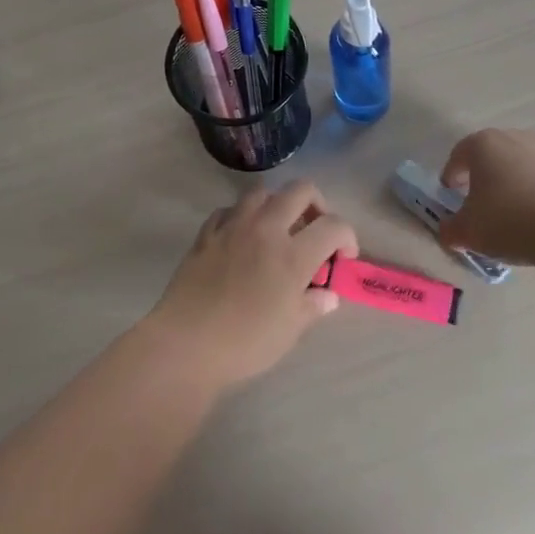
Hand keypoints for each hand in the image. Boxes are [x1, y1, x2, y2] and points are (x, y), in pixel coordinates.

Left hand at [146, 181, 358, 390]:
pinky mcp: (207, 233)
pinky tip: (242, 237)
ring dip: (277, 204)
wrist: (186, 343)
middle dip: (317, 204)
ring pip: (262, 191)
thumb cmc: (245, 343)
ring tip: (278, 229)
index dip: (347, 237)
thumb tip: (327, 295)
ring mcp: (233, 226)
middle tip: (315, 230)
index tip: (344, 257)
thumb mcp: (289, 331)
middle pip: (300, 190)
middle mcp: (266, 229)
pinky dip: (242, 216)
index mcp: (293, 254)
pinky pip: (230, 209)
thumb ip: (312, 306)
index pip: (334, 226)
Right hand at [439, 128, 534, 270]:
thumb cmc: (510, 220)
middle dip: (483, 178)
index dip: (451, 176)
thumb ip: (450, 230)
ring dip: (514, 185)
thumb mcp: (469, 232)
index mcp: (482, 144)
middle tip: (481, 206)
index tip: (451, 197)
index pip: (458, 155)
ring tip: (515, 216)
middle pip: (491, 156)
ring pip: (521, 165)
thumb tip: (448, 231)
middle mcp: (514, 137)